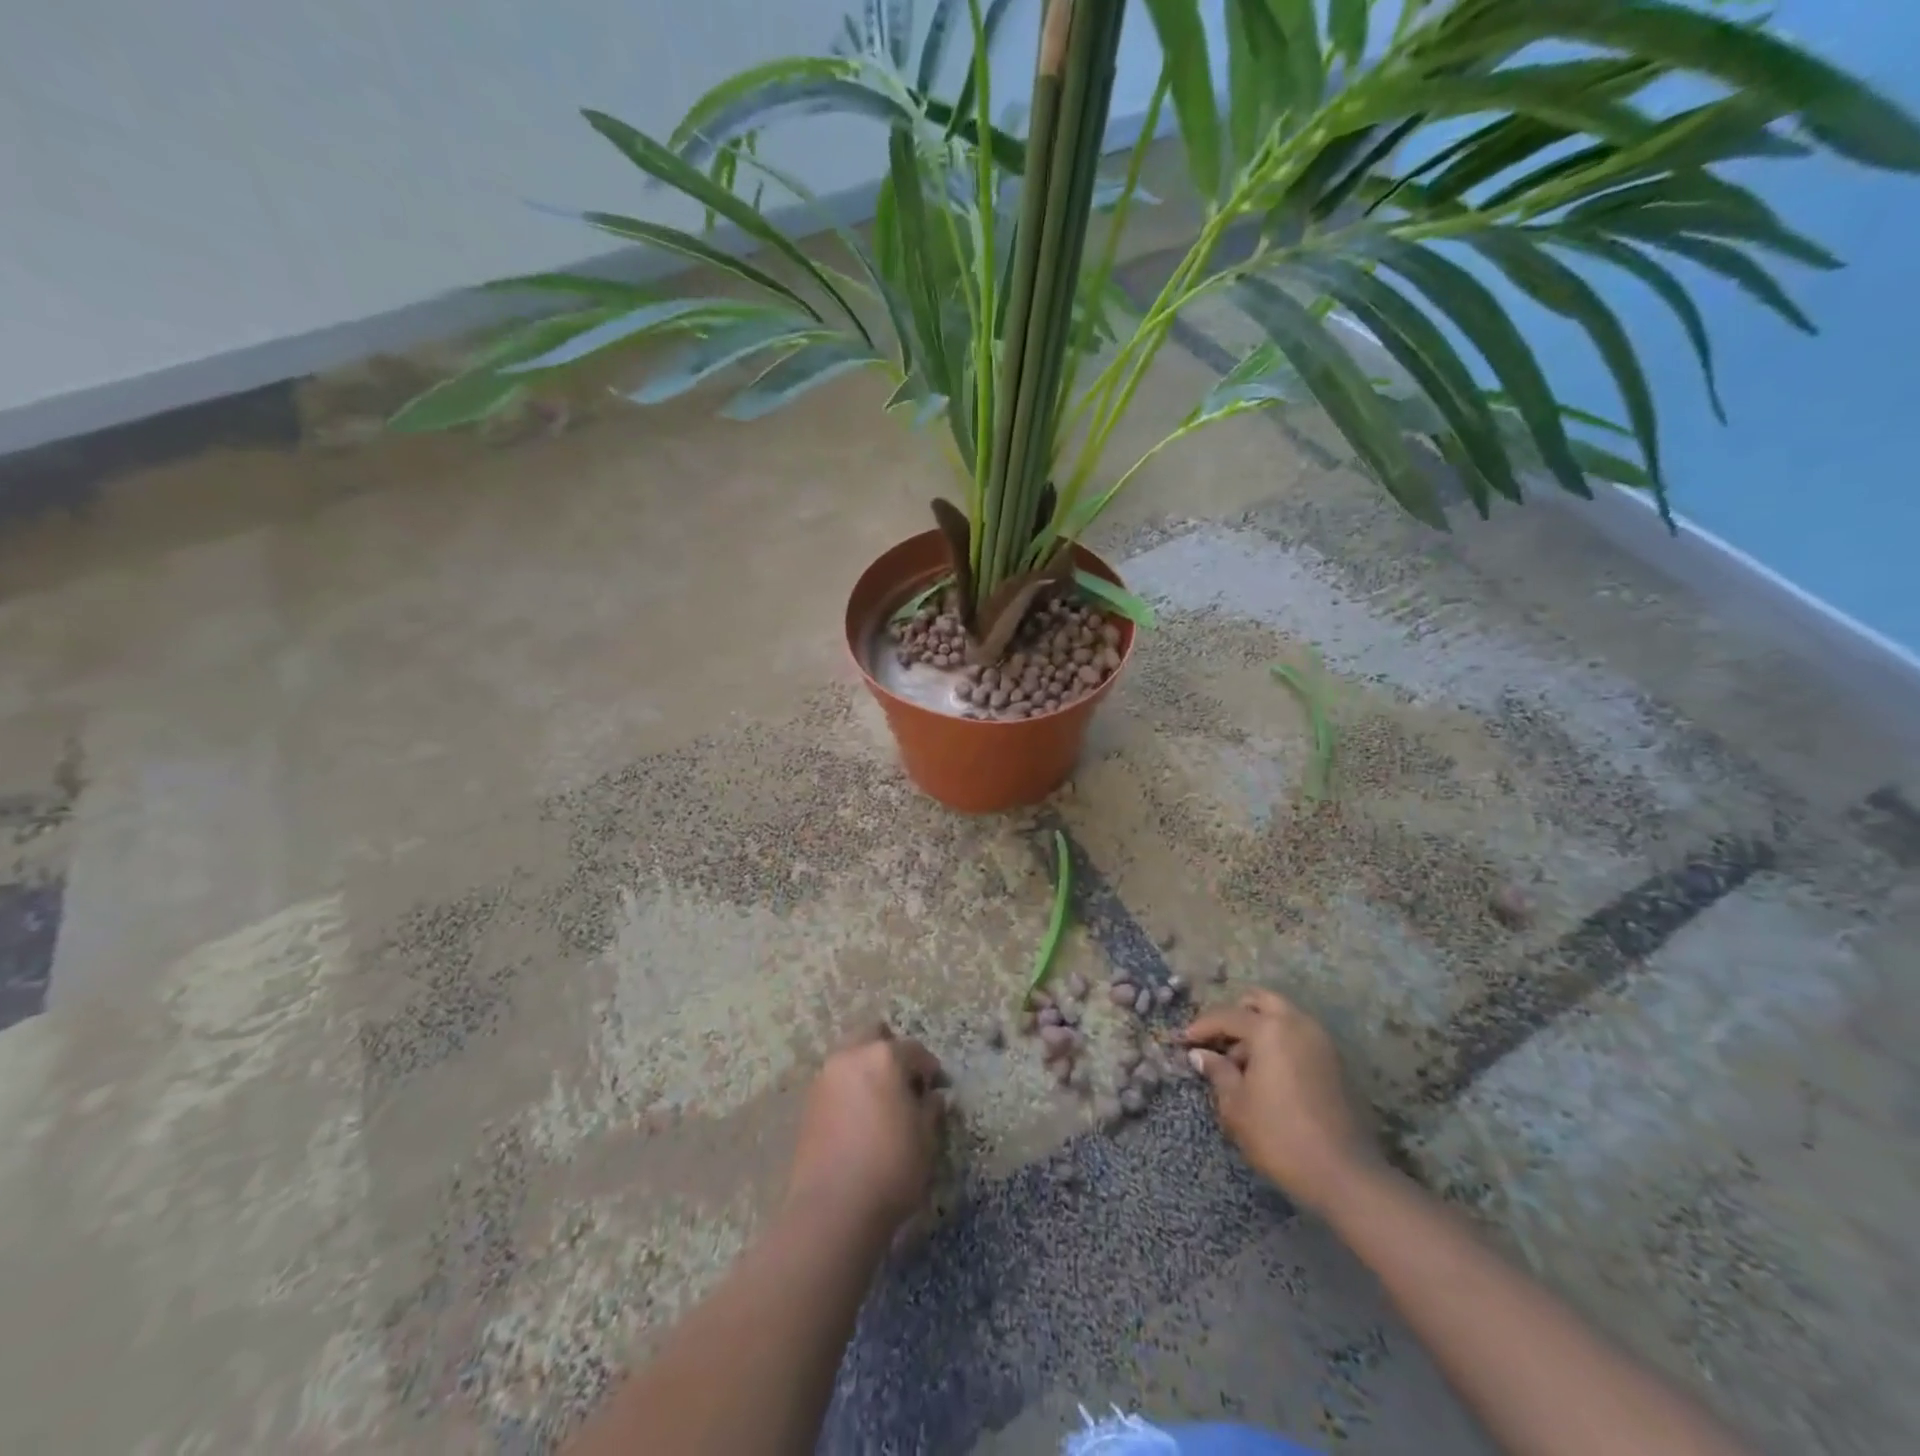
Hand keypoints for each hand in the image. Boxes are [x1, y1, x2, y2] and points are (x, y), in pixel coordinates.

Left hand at [785, 1024, 946, 1237]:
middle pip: (873, 1035)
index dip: (930, 1069)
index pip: (914, 1050)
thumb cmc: (891, 1168)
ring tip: (881, 1101)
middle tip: (905, 1082)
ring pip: (850, 1056)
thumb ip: (930, 1109)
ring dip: (867, 1068)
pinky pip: (836, 1082)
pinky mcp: (809, 1103)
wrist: (832, 1209)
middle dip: (891, 1051)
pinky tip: (860, 1118)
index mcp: (884, 1057)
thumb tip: (931, 1097)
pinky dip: (850, 1088)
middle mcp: (851, 1056)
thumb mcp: (925, 1139)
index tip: (938, 1088)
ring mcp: (825, 1078)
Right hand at [1181, 989, 1377, 1213]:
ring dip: (1259, 1028)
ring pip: (1283, 1016)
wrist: (1345, 1175)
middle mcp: (1298, 1023)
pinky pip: (1299, 1036)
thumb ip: (1217, 1072)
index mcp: (1270, 1029)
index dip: (1201, 1027)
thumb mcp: (1236, 1106)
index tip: (1183, 1042)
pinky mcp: (1335, 1062)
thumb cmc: (1279, 1136)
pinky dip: (1279, 1042)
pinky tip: (1267, 1074)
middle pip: (1260, 1001)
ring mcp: (1321, 1041)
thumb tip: (1200, 1055)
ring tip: (1241, 1064)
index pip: (1226, 1015)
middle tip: (1218, 1041)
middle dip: (1235, 1015)